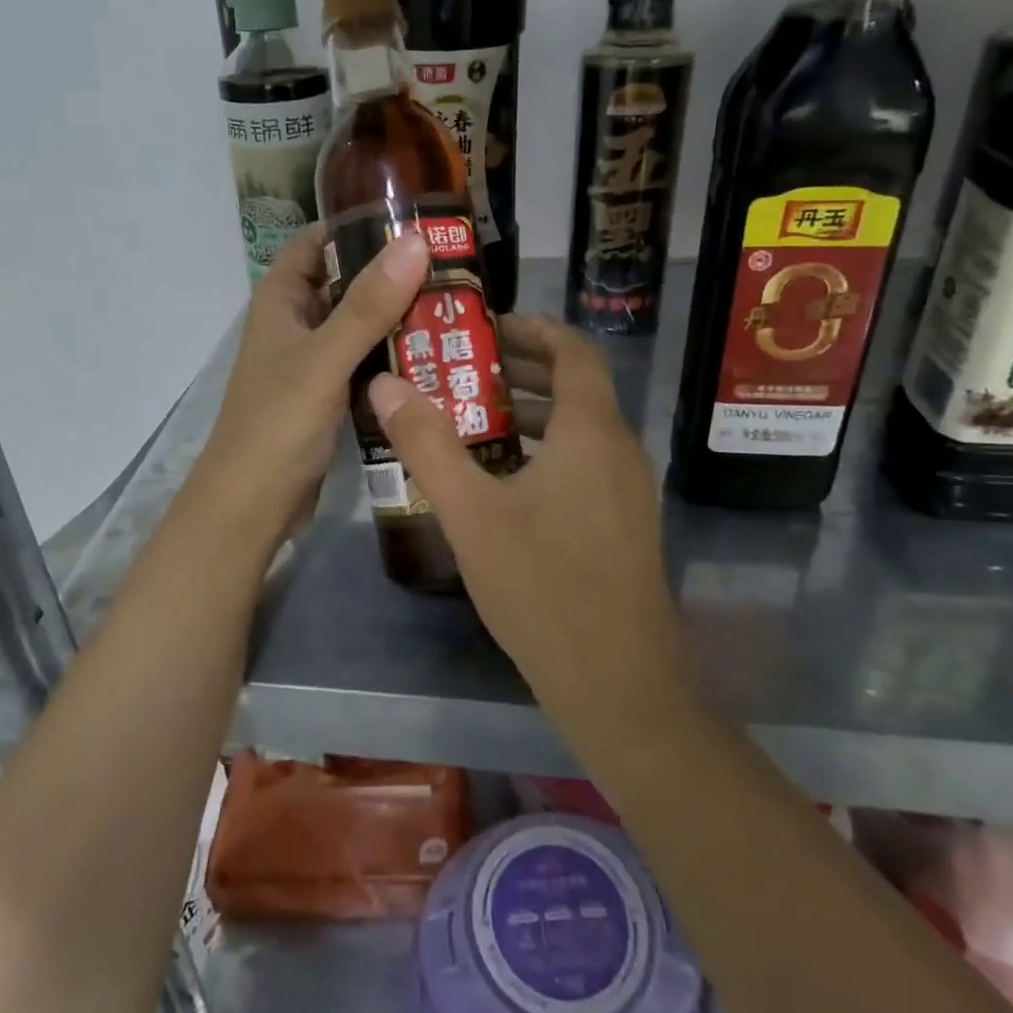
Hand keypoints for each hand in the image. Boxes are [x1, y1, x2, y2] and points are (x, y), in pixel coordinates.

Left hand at [191, 225, 429, 548]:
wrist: (251, 505)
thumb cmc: (278, 424)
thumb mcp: (324, 359)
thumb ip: (368, 305)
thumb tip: (416, 241)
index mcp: (282, 297)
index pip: (321, 240)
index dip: (363, 226)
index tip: (420, 222)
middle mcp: (297, 320)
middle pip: (349, 280)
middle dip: (395, 274)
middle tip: (457, 269)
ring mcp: (313, 358)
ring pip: (361, 323)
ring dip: (400, 316)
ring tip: (459, 306)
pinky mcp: (329, 392)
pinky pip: (367, 359)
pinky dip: (396, 353)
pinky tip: (438, 355)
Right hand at [367, 315, 683, 718]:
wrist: (619, 685)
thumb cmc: (544, 587)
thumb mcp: (471, 513)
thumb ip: (427, 445)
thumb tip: (385, 384)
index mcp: (591, 432)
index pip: (574, 351)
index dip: (533, 329)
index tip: (485, 327)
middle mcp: (619, 449)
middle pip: (575, 386)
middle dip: (520, 370)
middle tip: (461, 369)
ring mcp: (628, 490)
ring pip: (578, 429)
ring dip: (528, 414)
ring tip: (468, 419)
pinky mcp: (623, 524)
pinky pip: (583, 463)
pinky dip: (542, 451)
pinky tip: (498, 481)